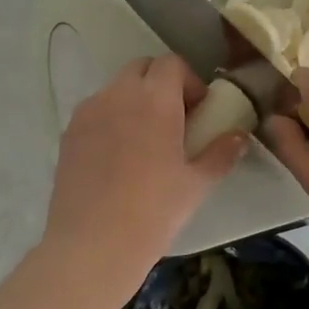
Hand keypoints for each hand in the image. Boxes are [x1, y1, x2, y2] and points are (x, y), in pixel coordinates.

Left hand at [43, 55, 246, 284]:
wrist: (92, 245)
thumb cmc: (154, 210)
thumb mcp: (196, 184)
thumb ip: (221, 153)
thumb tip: (239, 136)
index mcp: (155, 99)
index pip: (171, 63)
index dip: (189, 81)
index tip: (198, 110)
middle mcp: (118, 94)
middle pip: (141, 68)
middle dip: (160, 84)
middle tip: (174, 120)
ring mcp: (88, 112)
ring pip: (115, 88)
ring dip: (134, 100)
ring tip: (144, 140)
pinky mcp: (68, 134)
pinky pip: (95, 111)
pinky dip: (111, 119)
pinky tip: (118, 157)